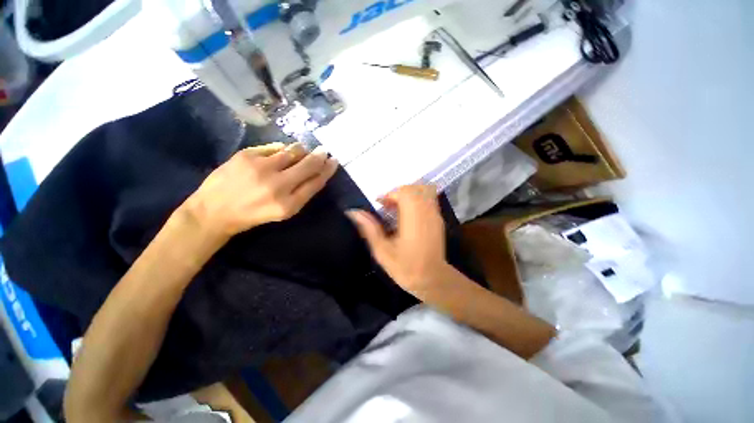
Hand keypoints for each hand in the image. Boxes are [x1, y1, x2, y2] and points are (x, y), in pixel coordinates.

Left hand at [186, 142, 337, 236]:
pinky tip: (280, 154)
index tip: (333, 161)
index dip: (327, 170)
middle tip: (324, 151)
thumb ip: (301, 193)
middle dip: (319, 156)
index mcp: (289, 204)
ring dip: (301, 150)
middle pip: (308, 165)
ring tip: (301, 151)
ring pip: (293, 151)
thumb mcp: (282, 211)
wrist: (213, 211)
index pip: (316, 182)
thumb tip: (315, 171)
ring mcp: (262, 168)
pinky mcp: (246, 155)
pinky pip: (275, 147)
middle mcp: (278, 185)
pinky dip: (281, 149)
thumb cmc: (253, 214)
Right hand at [346, 184, 449, 294]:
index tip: (379, 204)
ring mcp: (435, 215)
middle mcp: (426, 212)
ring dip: (408, 195)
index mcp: (413, 219)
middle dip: (398, 193)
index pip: (405, 192)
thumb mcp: (382, 251)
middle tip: (387, 206)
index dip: (390, 194)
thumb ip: (369, 229)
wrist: (433, 280)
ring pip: (424, 191)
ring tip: (397, 209)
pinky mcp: (439, 219)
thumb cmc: (406, 268)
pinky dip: (416, 200)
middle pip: (415, 188)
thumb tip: (353, 212)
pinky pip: (429, 199)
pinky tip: (408, 215)